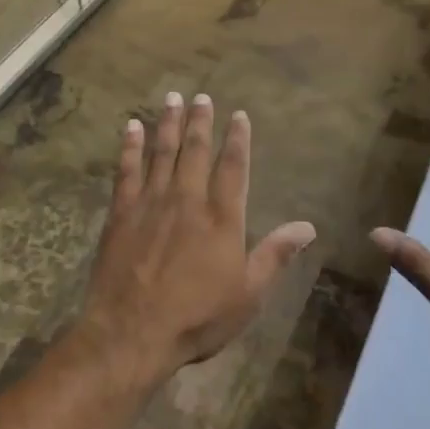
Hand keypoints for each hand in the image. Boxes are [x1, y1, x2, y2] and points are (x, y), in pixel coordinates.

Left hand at [77, 93, 316, 387]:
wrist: (132, 332)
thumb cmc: (197, 317)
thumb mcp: (248, 294)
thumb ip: (275, 255)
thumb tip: (308, 226)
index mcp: (221, 217)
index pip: (233, 166)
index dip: (237, 139)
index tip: (238, 115)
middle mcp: (188, 199)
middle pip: (196, 150)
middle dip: (200, 121)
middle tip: (201, 96)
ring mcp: (151, 203)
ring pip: (162, 152)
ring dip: (168, 124)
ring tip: (172, 98)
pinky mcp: (121, 212)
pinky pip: (126, 170)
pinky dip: (130, 147)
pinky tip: (131, 127)